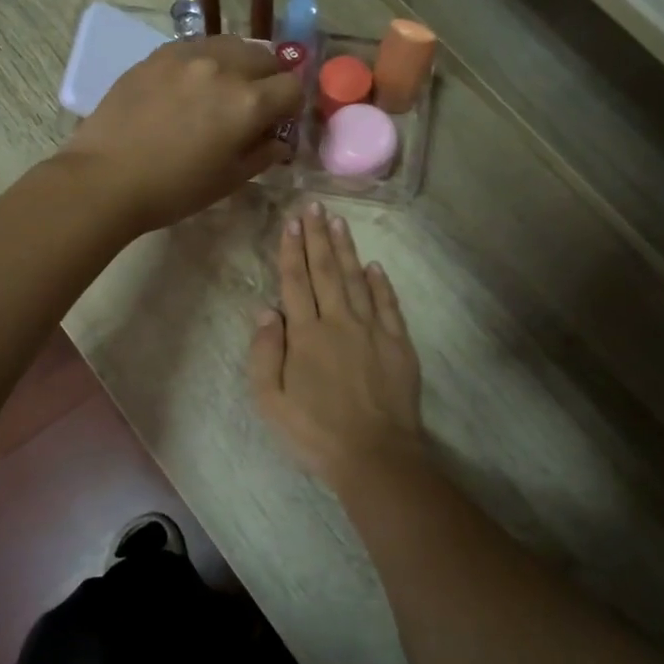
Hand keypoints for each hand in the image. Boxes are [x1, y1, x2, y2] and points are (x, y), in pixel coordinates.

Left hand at [59, 34, 302, 235]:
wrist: (106, 178)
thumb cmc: (173, 189)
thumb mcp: (229, 180)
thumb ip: (263, 154)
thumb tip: (279, 140)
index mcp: (249, 103)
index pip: (292, 87)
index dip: (291, 106)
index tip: (279, 121)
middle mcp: (224, 68)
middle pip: (267, 57)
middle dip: (270, 79)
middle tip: (254, 105)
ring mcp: (189, 55)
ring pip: (232, 44)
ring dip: (240, 63)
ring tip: (223, 88)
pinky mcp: (159, 53)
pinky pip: (197, 46)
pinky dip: (207, 60)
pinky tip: (191, 84)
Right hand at [249, 202, 421, 486]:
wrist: (375, 456)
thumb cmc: (315, 433)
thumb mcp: (271, 401)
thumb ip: (265, 353)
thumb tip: (265, 310)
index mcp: (306, 335)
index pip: (296, 282)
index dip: (292, 250)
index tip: (291, 222)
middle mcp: (339, 322)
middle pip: (326, 271)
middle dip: (317, 237)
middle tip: (314, 207)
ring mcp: (372, 331)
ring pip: (357, 280)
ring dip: (346, 250)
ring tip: (338, 222)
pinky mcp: (398, 344)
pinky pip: (388, 305)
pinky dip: (380, 283)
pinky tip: (374, 266)